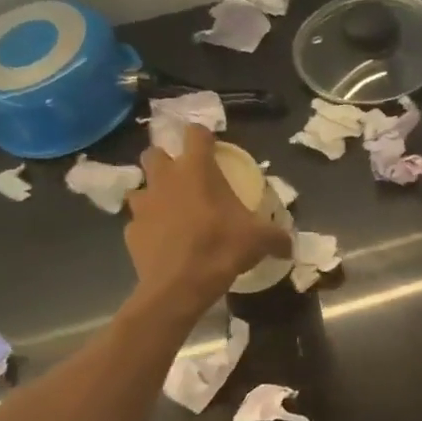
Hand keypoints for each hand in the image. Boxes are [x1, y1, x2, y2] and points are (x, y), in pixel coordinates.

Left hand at [126, 126, 290, 315]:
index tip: (212, 148)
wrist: (179, 286)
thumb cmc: (221, 249)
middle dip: (167, 161)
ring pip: (141, 188)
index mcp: (196, 170)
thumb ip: (277, 237)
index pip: (195, 134)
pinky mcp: (131, 231)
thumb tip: (290, 245)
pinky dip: (150, 228)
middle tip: (185, 179)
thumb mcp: (259, 240)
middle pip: (155, 153)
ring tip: (170, 211)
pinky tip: (164, 243)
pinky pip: (139, 223)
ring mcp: (143, 205)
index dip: (203, 136)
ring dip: (153, 194)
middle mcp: (164, 179)